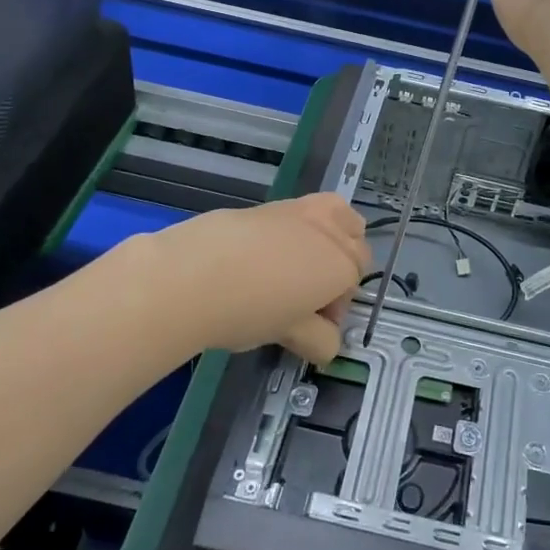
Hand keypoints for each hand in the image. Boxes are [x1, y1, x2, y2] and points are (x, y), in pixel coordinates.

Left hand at [122, 194, 369, 363]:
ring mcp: (301, 213)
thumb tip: (327, 344)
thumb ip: (317, 338)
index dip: (336, 308)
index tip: (313, 327)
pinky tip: (265, 256)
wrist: (193, 273)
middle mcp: (330, 233)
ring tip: (302, 264)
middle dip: (342, 268)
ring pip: (338, 215)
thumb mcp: (289, 333)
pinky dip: (298, 229)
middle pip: (356, 245)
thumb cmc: (249, 310)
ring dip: (333, 236)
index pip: (354, 284)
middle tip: (310, 296)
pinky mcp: (271, 205)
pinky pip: (301, 213)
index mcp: (342, 267)